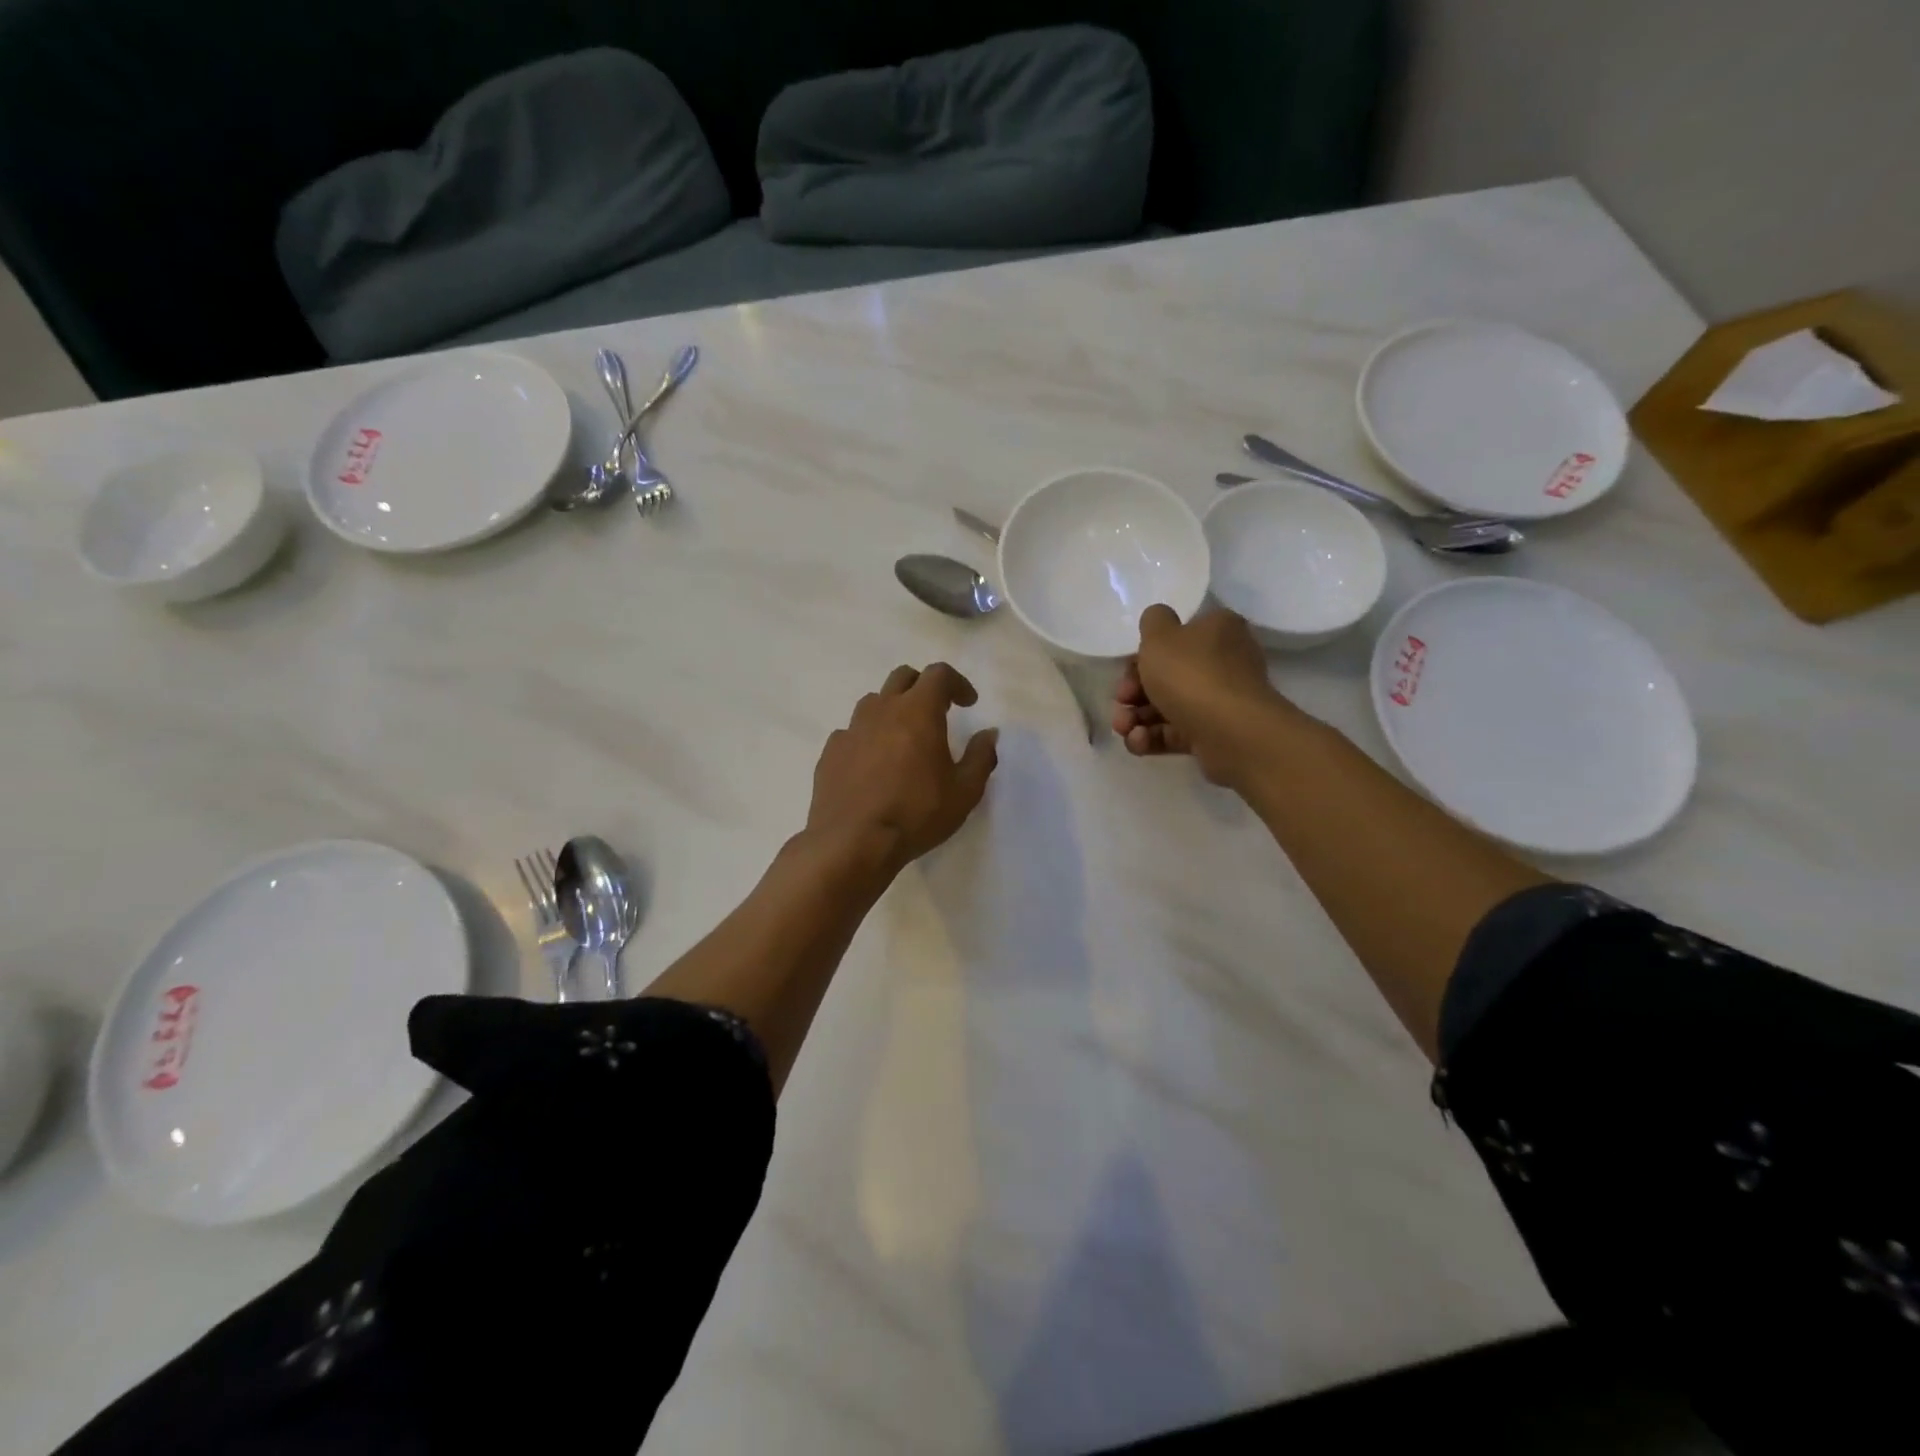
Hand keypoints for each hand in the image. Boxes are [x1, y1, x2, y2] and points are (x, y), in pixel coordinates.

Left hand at [807, 663, 998, 872]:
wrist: (852, 842)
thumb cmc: (916, 814)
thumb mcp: (964, 792)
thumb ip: (981, 757)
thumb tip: (989, 734)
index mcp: (918, 712)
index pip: (939, 674)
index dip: (957, 683)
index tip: (968, 703)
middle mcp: (882, 710)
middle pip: (902, 677)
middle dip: (923, 686)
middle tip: (937, 711)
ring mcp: (851, 729)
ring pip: (874, 702)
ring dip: (893, 709)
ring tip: (903, 738)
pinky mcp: (831, 752)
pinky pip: (852, 732)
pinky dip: (868, 738)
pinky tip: (873, 764)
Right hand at [1112, 605, 1295, 783]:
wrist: (1230, 732)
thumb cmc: (1191, 674)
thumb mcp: (1160, 636)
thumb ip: (1153, 621)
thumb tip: (1158, 620)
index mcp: (1217, 631)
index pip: (1176, 638)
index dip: (1144, 654)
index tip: (1127, 670)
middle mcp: (1223, 663)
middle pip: (1167, 675)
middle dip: (1134, 691)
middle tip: (1121, 700)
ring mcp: (1219, 701)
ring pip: (1167, 707)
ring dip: (1137, 718)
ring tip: (1124, 728)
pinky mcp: (1213, 734)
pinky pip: (1176, 733)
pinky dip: (1153, 737)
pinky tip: (1138, 741)